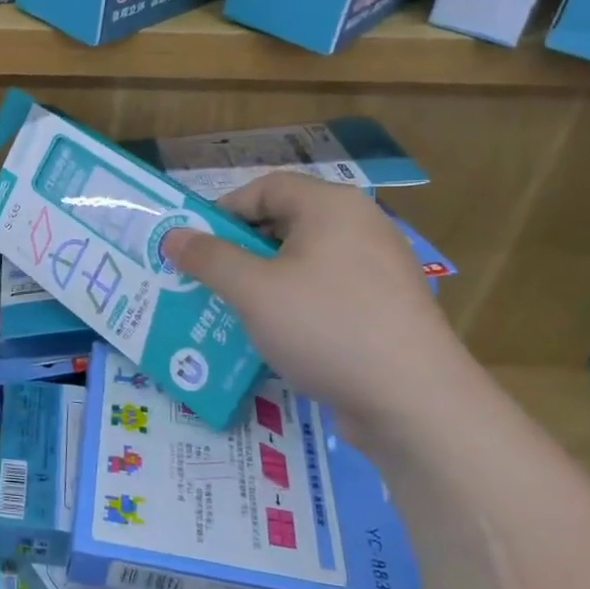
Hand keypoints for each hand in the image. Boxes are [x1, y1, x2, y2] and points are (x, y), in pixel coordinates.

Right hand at [162, 175, 466, 428]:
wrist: (415, 401)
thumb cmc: (326, 326)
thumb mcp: (253, 291)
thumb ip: (209, 258)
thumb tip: (174, 235)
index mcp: (331, 207)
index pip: (266, 188)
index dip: (224, 211)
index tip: (194, 244)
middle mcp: (359, 227)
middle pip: (285, 224)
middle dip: (239, 251)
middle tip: (205, 279)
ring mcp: (378, 270)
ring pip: (303, 263)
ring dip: (262, 283)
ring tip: (230, 311)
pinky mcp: (384, 310)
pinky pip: (325, 294)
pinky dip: (293, 307)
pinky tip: (272, 338)